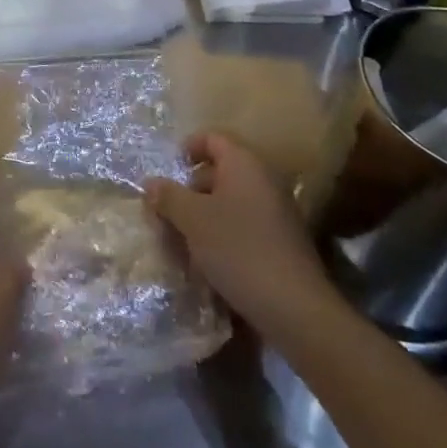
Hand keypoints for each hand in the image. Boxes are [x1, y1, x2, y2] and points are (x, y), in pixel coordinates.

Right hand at [145, 132, 340, 335]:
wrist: (296, 309)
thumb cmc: (238, 249)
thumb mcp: (192, 220)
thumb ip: (168, 196)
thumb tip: (150, 183)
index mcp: (244, 163)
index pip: (212, 138)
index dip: (187, 148)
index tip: (169, 170)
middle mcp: (264, 180)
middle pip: (220, 171)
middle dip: (191, 189)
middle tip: (169, 211)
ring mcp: (277, 212)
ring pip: (231, 202)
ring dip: (205, 216)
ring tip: (184, 241)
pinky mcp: (283, 242)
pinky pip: (245, 225)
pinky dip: (224, 235)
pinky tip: (209, 262)